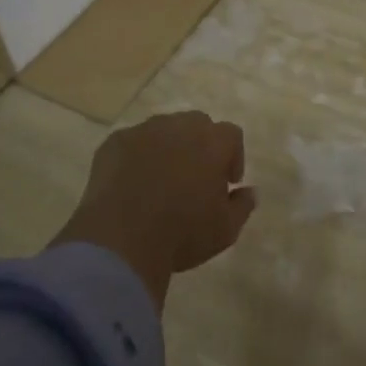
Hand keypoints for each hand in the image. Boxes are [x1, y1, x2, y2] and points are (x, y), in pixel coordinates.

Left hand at [52, 111, 256, 309]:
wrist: (121, 241)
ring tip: (161, 180)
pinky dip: (137, 157)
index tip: (226, 183)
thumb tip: (250, 191)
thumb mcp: (226, 230)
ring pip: (163, 129)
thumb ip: (243, 205)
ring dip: (168, 147)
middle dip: (201, 145)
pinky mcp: (114, 142)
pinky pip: (132, 143)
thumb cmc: (182, 234)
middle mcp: (179, 126)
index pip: (232, 135)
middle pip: (197, 124)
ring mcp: (143, 131)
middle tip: (195, 178)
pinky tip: (132, 185)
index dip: (233, 157)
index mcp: (212, 142)